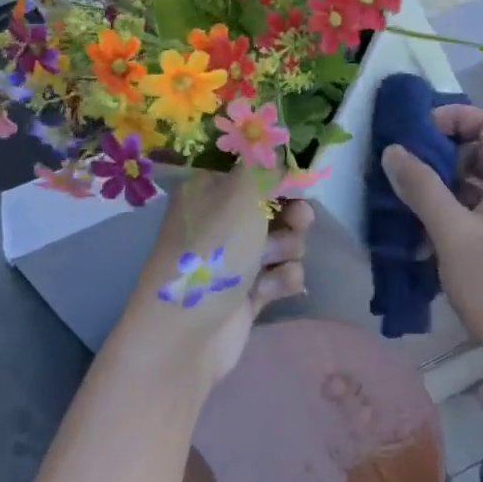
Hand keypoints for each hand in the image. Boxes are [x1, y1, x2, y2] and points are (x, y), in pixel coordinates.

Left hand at [105, 167, 313, 392]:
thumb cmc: (210, 252)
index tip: (298, 175)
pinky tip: (268, 291)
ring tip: (274, 261)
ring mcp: (234, 257)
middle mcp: (221, 219)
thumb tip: (277, 146)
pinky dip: (281, 280)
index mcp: (210, 188)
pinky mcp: (248, 292)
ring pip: (283, 239)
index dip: (278, 170)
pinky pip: (281, 274)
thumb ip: (266, 166)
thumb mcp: (240, 194)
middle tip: (298, 218)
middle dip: (293, 211)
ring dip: (288, 248)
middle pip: (275, 203)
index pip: (252, 166)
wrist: (184, 335)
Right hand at [380, 106, 482, 371]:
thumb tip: (394, 150)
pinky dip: (461, 212)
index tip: (417, 133)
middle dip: (444, 154)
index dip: (454, 116)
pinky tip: (433, 241)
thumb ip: (422, 188)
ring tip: (411, 208)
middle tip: (406, 172)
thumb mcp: (452, 235)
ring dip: (448, 187)